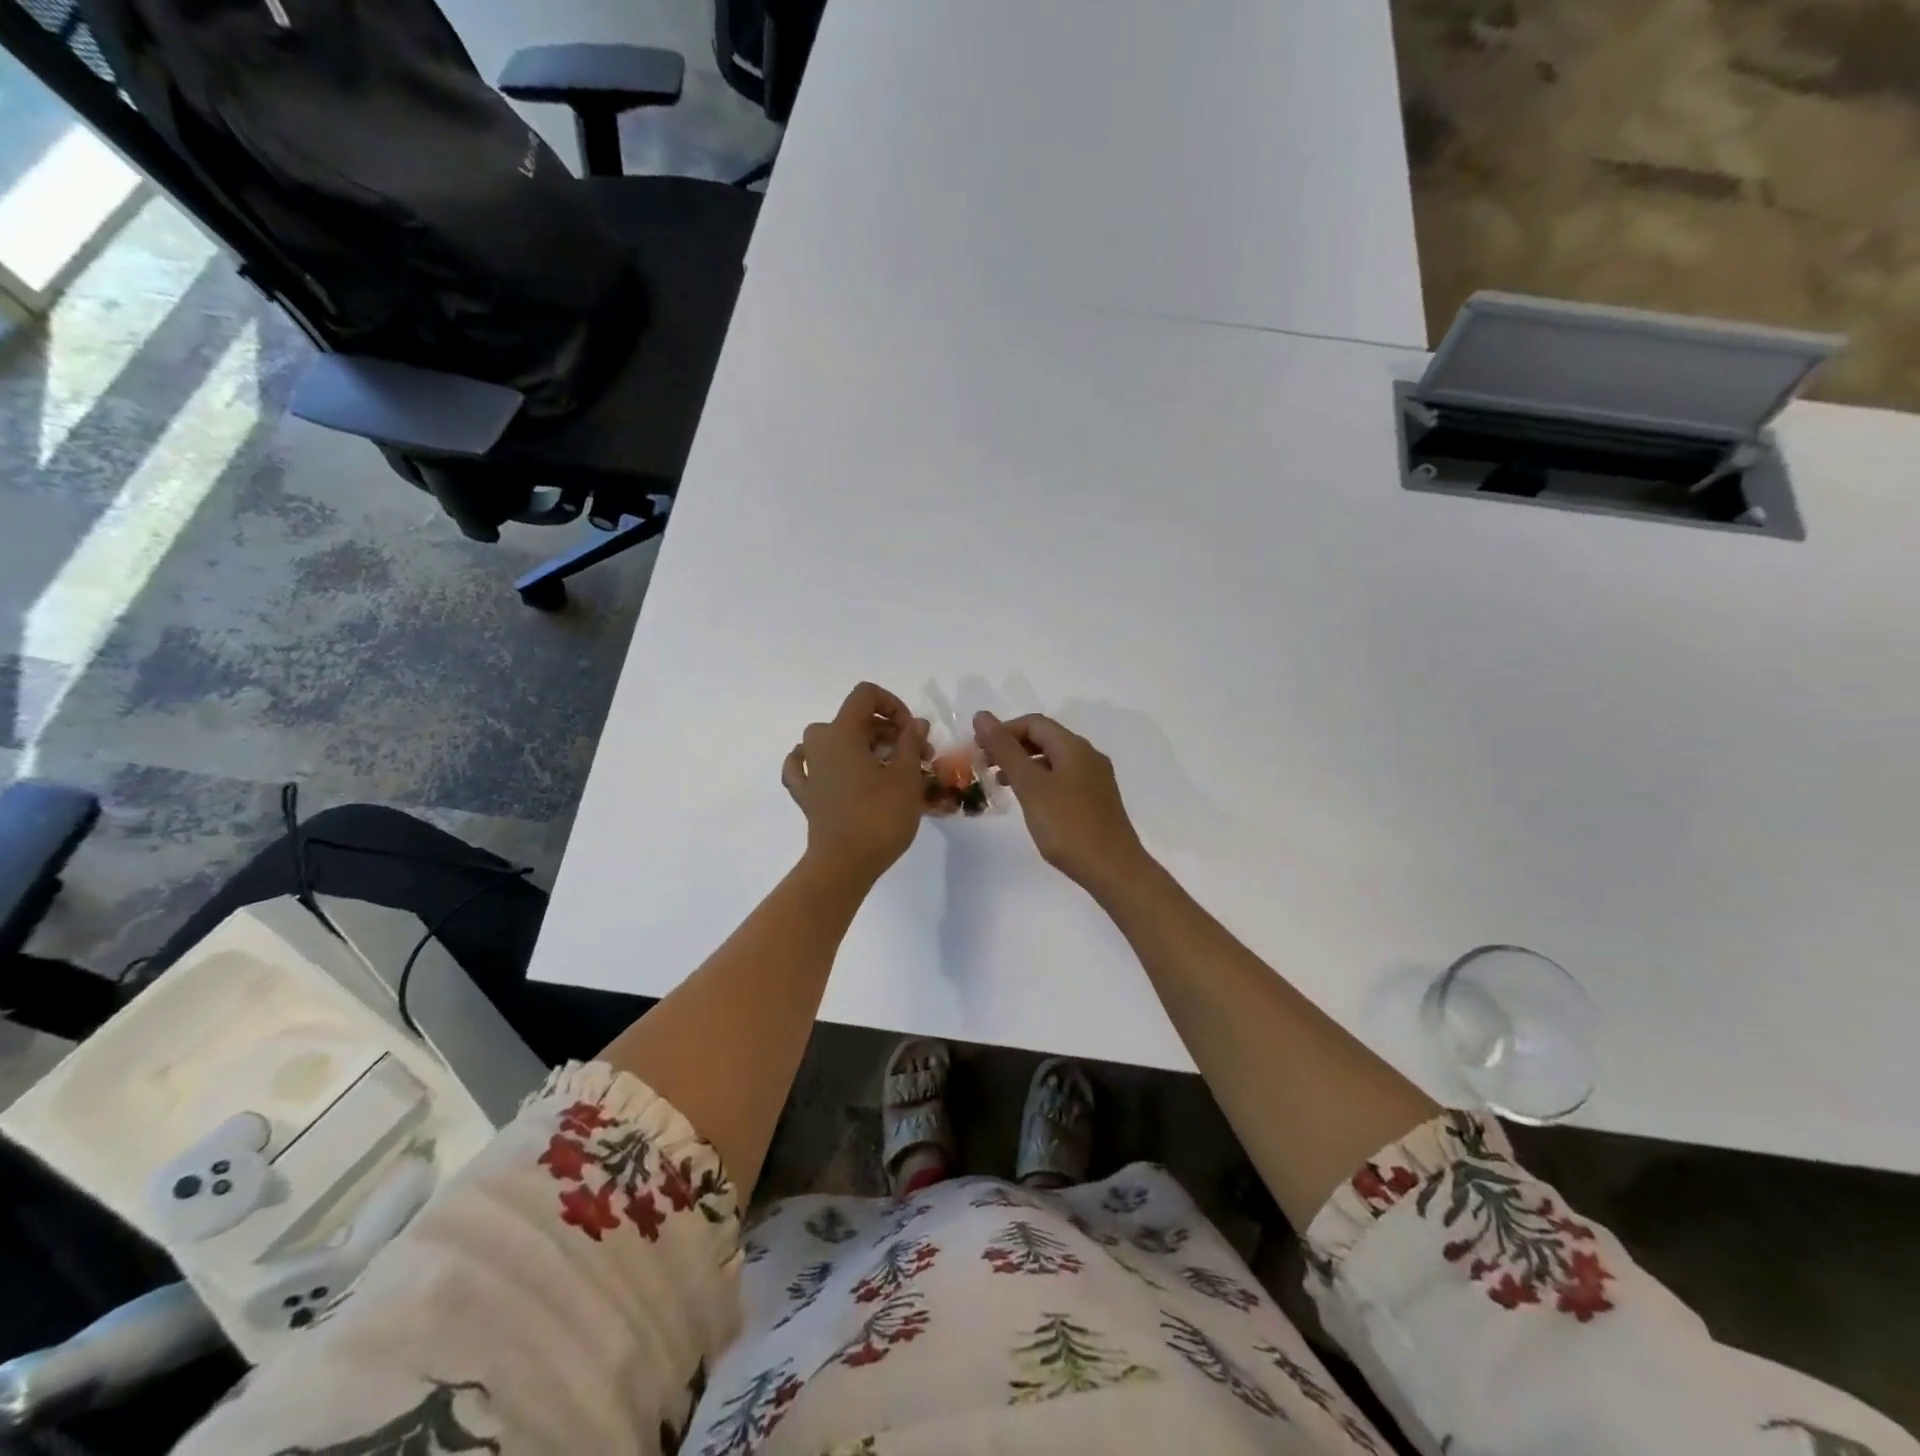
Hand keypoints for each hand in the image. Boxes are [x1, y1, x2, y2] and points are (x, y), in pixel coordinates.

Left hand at [783, 683, 929, 885]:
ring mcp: (808, 770)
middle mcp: (819, 744)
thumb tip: (915, 724)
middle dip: (888, 731)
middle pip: (854, 719)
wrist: (845, 864)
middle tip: (916, 756)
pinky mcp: (806, 795)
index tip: (912, 732)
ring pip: (833, 740)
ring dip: (861, 745)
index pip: (865, 695)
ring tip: (887, 767)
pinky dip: (819, 762)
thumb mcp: (906, 777)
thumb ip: (911, 743)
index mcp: (842, 733)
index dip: (893, 704)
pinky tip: (829, 768)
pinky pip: (806, 766)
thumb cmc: (879, 816)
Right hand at [973, 711, 1151, 894]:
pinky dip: (1040, 782)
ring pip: (1053, 760)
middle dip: (1012, 747)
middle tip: (984, 766)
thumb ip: (1005, 750)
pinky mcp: (1097, 801)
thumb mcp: (1030, 785)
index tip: (979, 750)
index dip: (1004, 730)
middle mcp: (1088, 756)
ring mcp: (1095, 779)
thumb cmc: (1068, 826)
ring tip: (1000, 783)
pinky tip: (1029, 802)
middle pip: (1045, 739)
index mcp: (1074, 747)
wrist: (1113, 869)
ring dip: (1024, 765)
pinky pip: (1063, 779)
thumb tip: (982, 716)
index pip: (1034, 723)